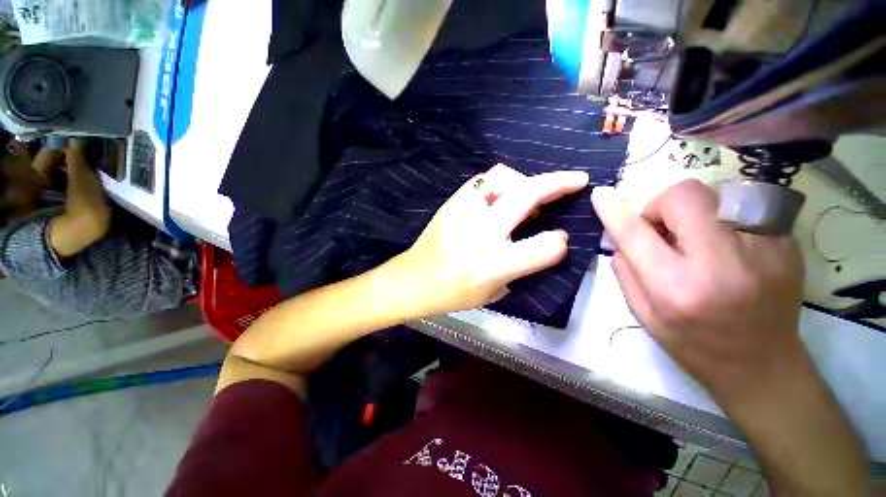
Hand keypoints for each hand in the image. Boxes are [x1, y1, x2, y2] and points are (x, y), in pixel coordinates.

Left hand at [397, 164, 588, 316]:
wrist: (413, 279)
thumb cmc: (453, 293)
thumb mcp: (494, 292)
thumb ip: (523, 266)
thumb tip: (548, 239)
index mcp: (492, 266)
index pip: (544, 247)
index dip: (560, 242)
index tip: (562, 238)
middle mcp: (480, 234)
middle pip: (526, 196)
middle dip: (558, 183)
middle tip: (577, 180)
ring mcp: (463, 213)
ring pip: (503, 177)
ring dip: (525, 182)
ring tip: (530, 196)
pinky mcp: (451, 203)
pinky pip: (482, 181)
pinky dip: (500, 185)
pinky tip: (501, 198)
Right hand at [591, 180, 805, 397]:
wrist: (764, 366)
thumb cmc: (693, 344)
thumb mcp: (643, 314)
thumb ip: (625, 270)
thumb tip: (619, 234)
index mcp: (677, 288)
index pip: (636, 234)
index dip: (614, 211)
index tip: (601, 195)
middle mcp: (722, 264)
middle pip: (684, 196)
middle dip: (662, 206)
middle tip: (663, 230)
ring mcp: (764, 249)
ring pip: (716, 194)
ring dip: (694, 211)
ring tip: (698, 241)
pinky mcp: (788, 244)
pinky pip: (744, 208)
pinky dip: (724, 220)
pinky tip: (729, 250)